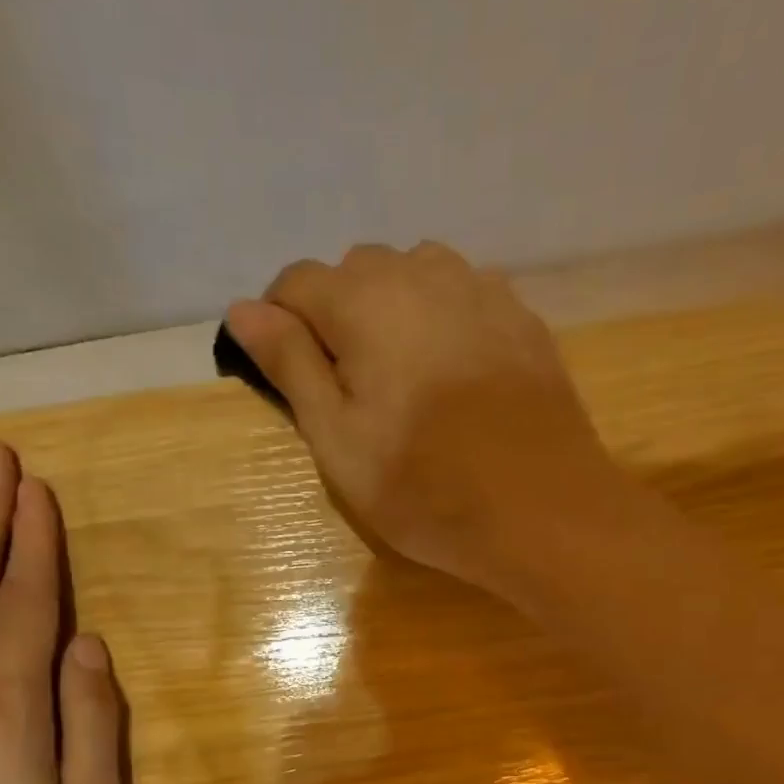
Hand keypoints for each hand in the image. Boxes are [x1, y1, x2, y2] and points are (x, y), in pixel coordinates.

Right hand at [223, 241, 620, 598]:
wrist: (540, 510)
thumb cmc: (423, 488)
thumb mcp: (338, 439)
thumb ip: (290, 365)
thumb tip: (243, 309)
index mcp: (363, 301)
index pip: (295, 283)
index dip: (279, 325)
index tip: (287, 378)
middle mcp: (420, 273)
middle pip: (354, 273)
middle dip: (337, 319)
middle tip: (349, 394)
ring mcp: (479, 288)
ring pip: (412, 277)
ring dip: (390, 314)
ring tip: (401, 381)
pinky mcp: (520, 316)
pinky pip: (461, 297)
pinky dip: (440, 322)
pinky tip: (452, 375)